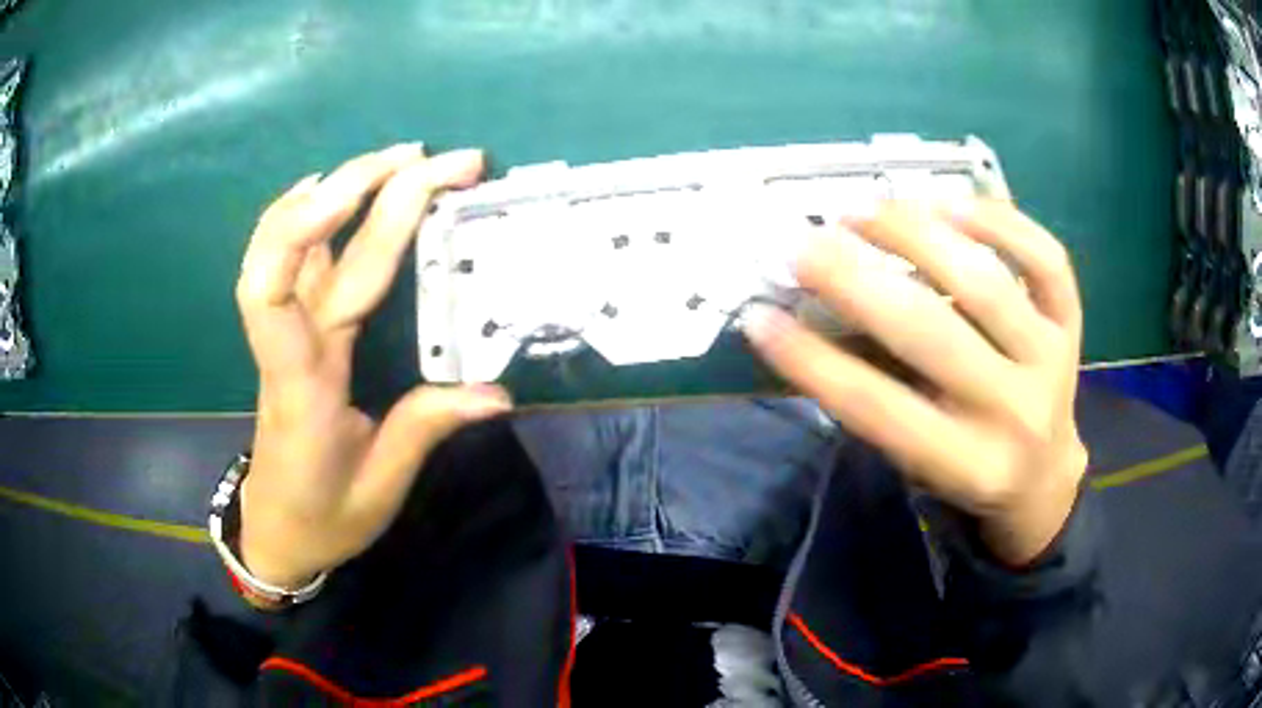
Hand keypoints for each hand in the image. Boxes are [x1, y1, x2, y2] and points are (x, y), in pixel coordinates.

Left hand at [234, 144, 512, 588]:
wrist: (277, 530)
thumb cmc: (323, 516)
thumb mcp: (379, 487)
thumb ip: (426, 430)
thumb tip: (497, 392)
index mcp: (301, 386)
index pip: (274, 294)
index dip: (307, 228)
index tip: (377, 188)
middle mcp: (287, 345)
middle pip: (303, 251)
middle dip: (366, 190)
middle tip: (438, 161)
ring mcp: (286, 333)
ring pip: (287, 244)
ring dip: (336, 188)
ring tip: (400, 159)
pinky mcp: (294, 333)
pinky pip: (291, 260)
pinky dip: (308, 214)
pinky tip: (336, 189)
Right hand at [746, 201, 1087, 565]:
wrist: (1044, 476)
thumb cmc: (970, 472)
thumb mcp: (920, 464)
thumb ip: (878, 399)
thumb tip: (811, 320)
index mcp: (968, 465)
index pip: (882, 410)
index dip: (815, 364)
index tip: (759, 318)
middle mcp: (1015, 414)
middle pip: (934, 336)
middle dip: (858, 283)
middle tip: (802, 245)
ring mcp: (1051, 362)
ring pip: (987, 284)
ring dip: (917, 237)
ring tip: (862, 211)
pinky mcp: (1070, 325)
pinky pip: (1046, 260)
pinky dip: (1000, 221)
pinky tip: (949, 202)